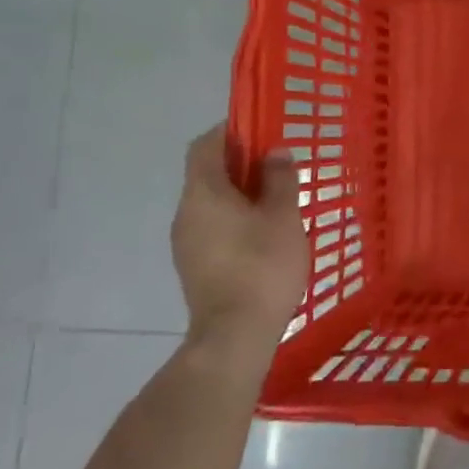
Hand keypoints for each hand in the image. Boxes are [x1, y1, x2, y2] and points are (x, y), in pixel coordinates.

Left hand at [170, 128, 309, 349]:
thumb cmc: (262, 266)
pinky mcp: (193, 266)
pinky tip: (264, 235)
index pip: (206, 145)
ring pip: (211, 203)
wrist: (235, 336)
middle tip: (278, 168)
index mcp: (203, 193)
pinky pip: (212, 227)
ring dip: (239, 194)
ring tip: (277, 203)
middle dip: (241, 164)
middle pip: (207, 173)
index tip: (261, 132)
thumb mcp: (284, 216)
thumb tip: (275, 153)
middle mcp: (185, 212)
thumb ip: (280, 179)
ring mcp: (184, 243)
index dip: (231, 132)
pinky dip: (234, 220)